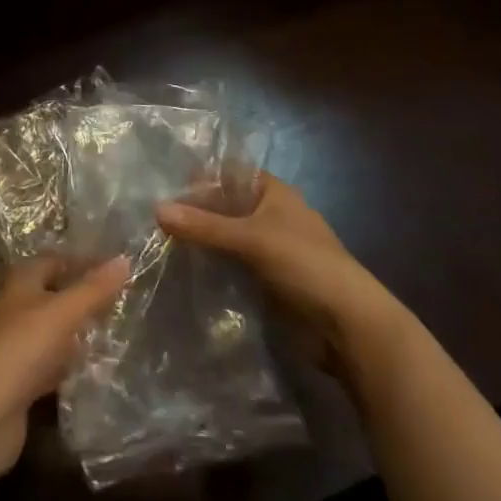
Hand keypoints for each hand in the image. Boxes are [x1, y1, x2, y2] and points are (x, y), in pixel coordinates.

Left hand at [0, 254, 129, 477]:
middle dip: (82, 298)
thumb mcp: (64, 311)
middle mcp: (14, 307)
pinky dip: (68, 366)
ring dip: (76, 333)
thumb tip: (124, 259)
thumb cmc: (23, 346)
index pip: (54, 260)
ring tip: (114, 334)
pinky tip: (93, 371)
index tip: (116, 269)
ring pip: (51, 331)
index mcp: (20, 281)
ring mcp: (14, 345)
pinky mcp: (18, 381)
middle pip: (52, 295)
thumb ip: (94, 289)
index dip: (83, 262)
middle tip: (121, 302)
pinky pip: (49, 365)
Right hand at [157, 173, 402, 384]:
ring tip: (158, 246)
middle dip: (194, 214)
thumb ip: (204, 226)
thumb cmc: (305, 265)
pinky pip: (232, 267)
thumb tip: (155, 209)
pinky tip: (183, 273)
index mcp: (274, 193)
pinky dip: (211, 268)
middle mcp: (271, 216)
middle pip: (225, 207)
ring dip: (201, 244)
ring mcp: (270, 250)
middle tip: (152, 221)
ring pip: (226, 239)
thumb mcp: (251, 239)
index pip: (229, 174)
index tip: (163, 189)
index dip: (200, 179)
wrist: (349, 326)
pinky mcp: (267, 281)